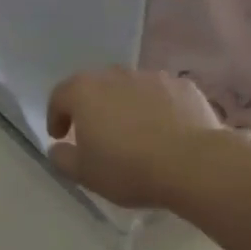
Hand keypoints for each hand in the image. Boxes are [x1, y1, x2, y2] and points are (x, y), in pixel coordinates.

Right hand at [46, 68, 220, 208]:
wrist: (194, 164)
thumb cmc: (129, 168)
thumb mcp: (84, 174)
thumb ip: (62, 158)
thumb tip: (58, 148)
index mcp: (84, 91)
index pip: (59, 96)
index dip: (56, 116)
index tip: (60, 137)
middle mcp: (115, 75)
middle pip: (95, 88)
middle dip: (91, 108)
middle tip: (96, 134)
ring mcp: (151, 77)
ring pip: (129, 89)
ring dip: (125, 106)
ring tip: (134, 134)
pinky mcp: (183, 85)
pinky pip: (161, 95)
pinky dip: (157, 108)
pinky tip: (165, 131)